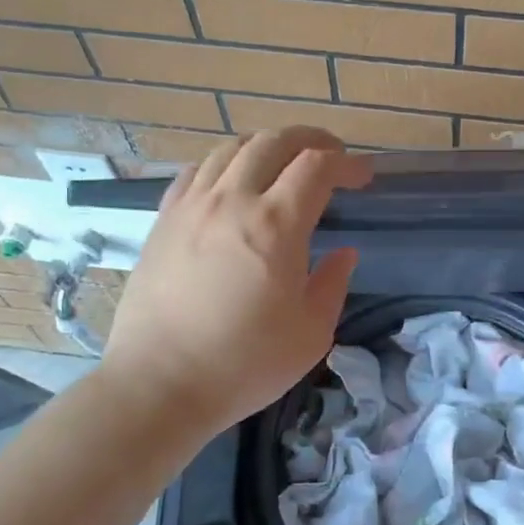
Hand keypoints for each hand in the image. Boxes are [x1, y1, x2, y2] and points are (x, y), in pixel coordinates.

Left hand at [102, 127, 370, 439]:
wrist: (159, 384)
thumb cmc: (244, 363)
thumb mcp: (311, 333)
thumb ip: (333, 283)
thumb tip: (343, 253)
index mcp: (275, 225)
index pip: (317, 166)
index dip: (347, 163)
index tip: (364, 176)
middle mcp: (232, 200)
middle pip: (274, 141)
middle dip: (311, 139)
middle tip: (331, 157)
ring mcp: (192, 206)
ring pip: (232, 148)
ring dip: (267, 146)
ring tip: (283, 164)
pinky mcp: (164, 219)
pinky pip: (196, 170)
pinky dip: (225, 163)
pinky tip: (232, 182)